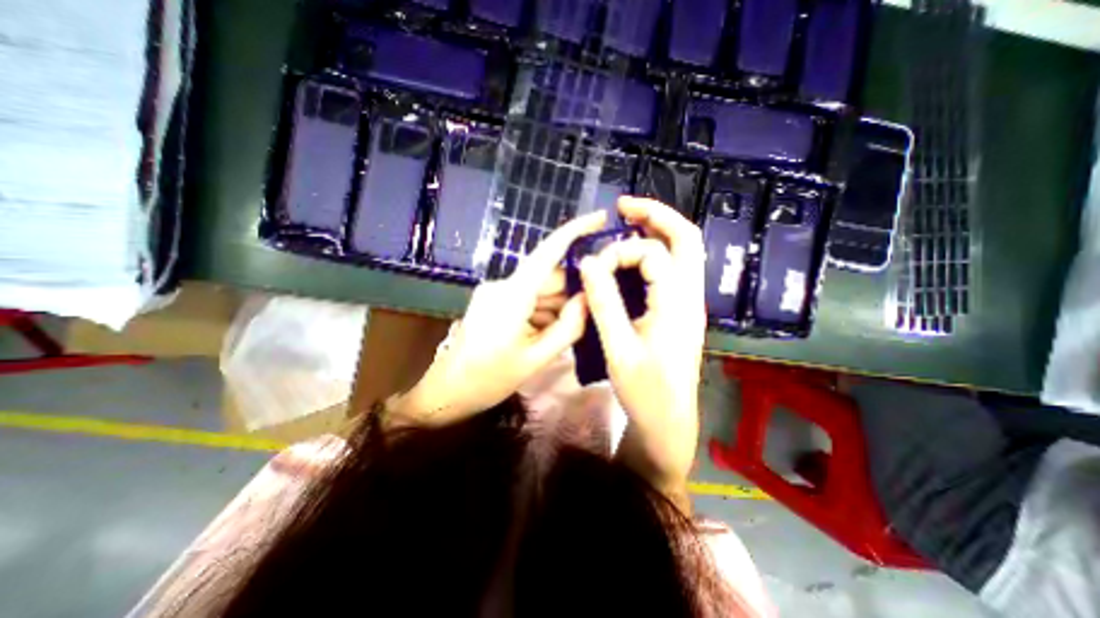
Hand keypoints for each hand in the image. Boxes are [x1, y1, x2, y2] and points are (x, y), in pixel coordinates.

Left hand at [392, 210, 605, 426]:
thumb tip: (589, 297)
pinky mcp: (492, 301)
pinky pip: (526, 299)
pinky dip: (542, 313)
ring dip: (556, 307)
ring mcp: (495, 292)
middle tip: (589, 316)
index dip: (575, 231)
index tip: (599, 217)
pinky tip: (544, 335)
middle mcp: (502, 285)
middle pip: (548, 278)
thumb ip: (568, 327)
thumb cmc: (489, 379)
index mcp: (512, 295)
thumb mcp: (537, 358)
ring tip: (562, 336)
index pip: (548, 252)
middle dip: (570, 293)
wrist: (447, 392)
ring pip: (539, 291)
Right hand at [577, 196, 704, 506]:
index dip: (619, 254)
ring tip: (628, 222)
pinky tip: (631, 258)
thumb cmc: (645, 392)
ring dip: (656, 231)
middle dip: (655, 215)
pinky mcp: (679, 311)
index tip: (593, 270)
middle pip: (686, 238)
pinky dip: (653, 253)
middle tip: (624, 206)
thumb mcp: (619, 349)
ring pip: (682, 252)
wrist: (668, 422)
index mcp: (677, 304)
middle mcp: (690, 296)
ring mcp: (688, 303)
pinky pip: (672, 270)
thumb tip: (588, 263)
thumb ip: (604, 303)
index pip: (652, 255)